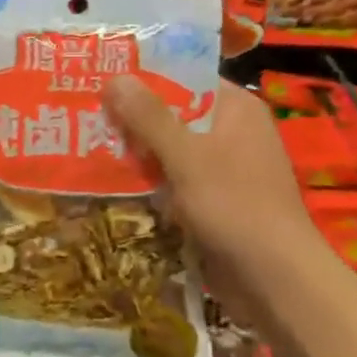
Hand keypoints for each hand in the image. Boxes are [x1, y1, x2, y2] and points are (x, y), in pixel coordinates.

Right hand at [103, 76, 311, 266]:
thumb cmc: (234, 205)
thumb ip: (149, 117)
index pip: (184, 77)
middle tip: (82, 113)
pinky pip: (173, 179)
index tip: (100, 76)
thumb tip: (115, 77)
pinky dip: (148, 180)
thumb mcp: (186, 155)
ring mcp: (223, 168)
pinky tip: (111, 182)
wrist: (275, 280)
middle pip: (172, 113)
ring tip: (84, 145)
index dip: (143, 76)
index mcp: (235, 109)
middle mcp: (231, 131)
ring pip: (169, 149)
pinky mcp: (212, 200)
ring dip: (135, 151)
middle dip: (131, 117)